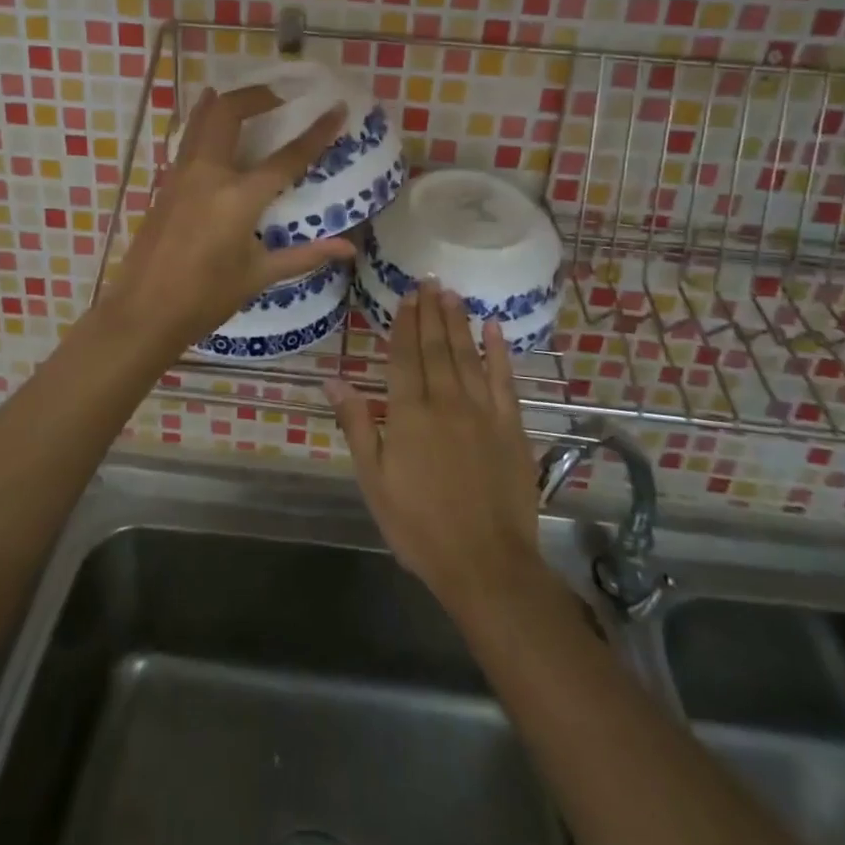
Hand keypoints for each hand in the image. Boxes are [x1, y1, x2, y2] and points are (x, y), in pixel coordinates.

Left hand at [102, 85, 354, 359]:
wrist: (142, 313)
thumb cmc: (204, 299)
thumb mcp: (257, 277)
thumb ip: (304, 255)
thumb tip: (348, 247)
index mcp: (238, 199)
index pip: (286, 157)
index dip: (317, 132)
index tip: (336, 108)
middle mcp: (208, 175)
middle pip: (230, 113)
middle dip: (257, 95)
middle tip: (280, 97)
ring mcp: (181, 176)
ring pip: (202, 120)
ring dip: (226, 102)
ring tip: (249, 98)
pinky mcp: (164, 184)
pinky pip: (188, 140)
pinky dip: (204, 123)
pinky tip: (214, 127)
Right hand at [325, 282, 544, 616]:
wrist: (486, 563)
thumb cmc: (419, 526)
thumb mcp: (374, 480)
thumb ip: (357, 425)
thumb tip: (333, 380)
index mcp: (408, 413)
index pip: (405, 356)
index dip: (404, 323)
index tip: (405, 296)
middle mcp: (445, 401)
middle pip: (436, 347)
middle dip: (430, 312)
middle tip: (428, 280)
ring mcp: (482, 411)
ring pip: (467, 355)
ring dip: (458, 322)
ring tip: (451, 293)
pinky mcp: (511, 426)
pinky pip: (504, 379)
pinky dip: (499, 351)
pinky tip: (494, 329)